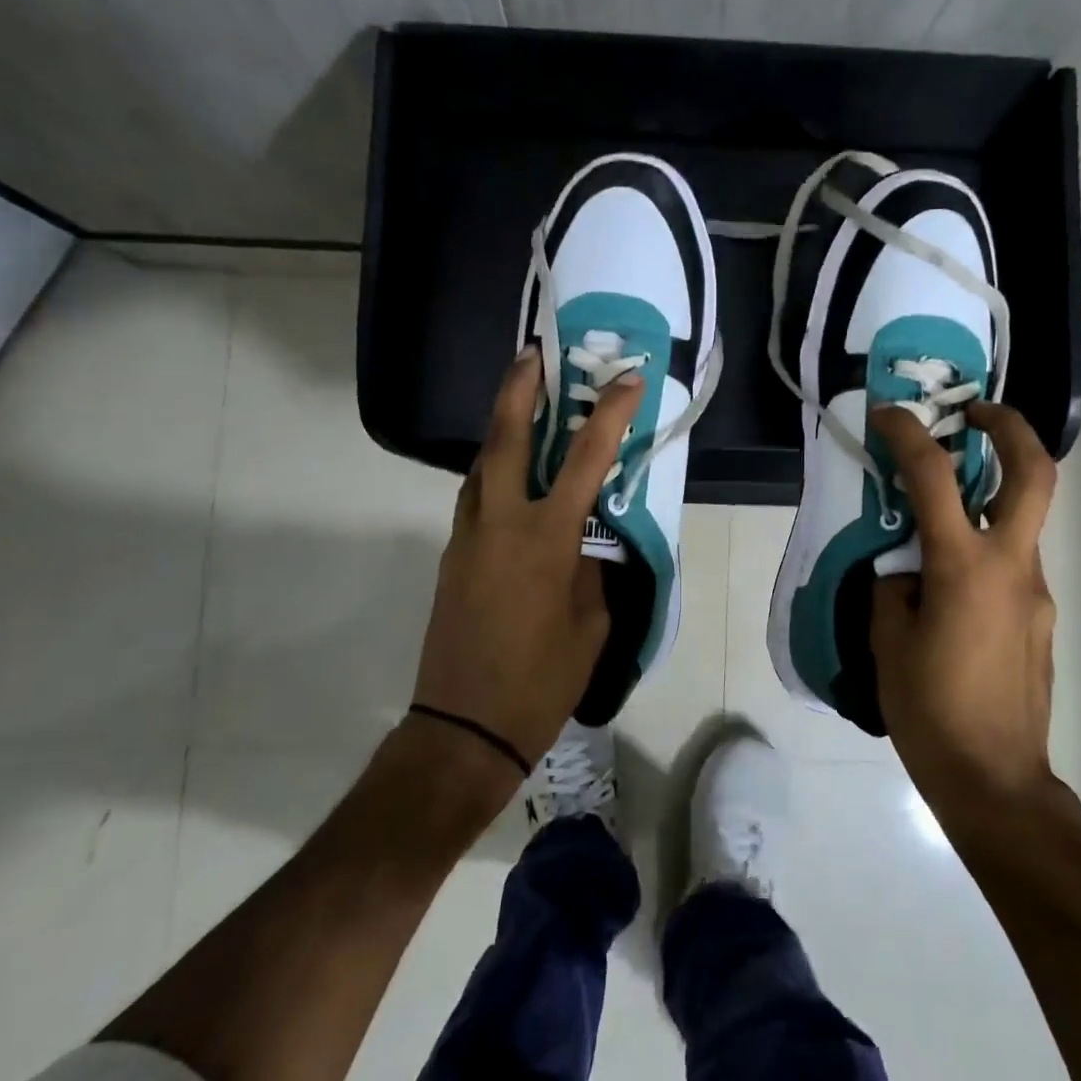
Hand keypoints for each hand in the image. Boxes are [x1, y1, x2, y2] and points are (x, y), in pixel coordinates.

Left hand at [411, 349, 641, 773]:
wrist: (464, 726)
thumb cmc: (540, 680)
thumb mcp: (591, 624)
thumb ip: (591, 570)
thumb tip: (585, 541)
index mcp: (545, 539)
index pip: (584, 461)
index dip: (609, 415)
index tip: (628, 379)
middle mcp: (500, 523)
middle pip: (504, 439)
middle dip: (518, 389)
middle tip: (532, 354)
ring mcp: (468, 536)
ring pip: (481, 465)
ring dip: (501, 426)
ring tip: (522, 402)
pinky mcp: (453, 555)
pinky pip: (475, 497)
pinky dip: (493, 471)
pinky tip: (512, 474)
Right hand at [869, 402, 1060, 813]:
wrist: (995, 779)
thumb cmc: (930, 709)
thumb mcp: (887, 640)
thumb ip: (892, 587)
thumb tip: (903, 569)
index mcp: (964, 568)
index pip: (935, 479)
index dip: (909, 436)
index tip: (887, 414)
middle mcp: (1012, 567)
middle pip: (1035, 475)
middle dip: (1011, 428)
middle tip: (977, 413)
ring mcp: (1035, 592)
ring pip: (1020, 522)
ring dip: (988, 497)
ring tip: (937, 516)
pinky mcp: (1040, 618)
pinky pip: (1012, 565)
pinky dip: (983, 550)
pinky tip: (948, 587)